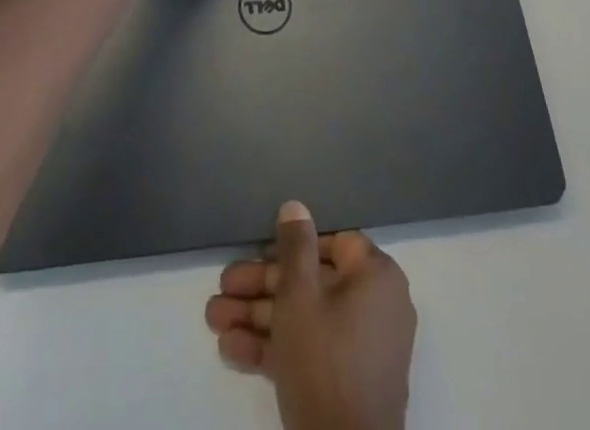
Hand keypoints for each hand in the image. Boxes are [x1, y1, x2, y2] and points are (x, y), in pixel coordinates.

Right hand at [206, 202, 416, 429]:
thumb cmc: (325, 360)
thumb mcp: (300, 295)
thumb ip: (295, 247)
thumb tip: (295, 206)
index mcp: (376, 277)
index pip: (334, 242)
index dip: (295, 242)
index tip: (261, 246)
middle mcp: (375, 307)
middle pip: (312, 282)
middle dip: (262, 284)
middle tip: (224, 284)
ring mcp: (361, 349)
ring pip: (304, 318)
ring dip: (259, 316)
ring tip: (213, 318)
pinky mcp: (345, 383)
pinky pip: (309, 350)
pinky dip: (274, 348)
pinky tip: (230, 347)